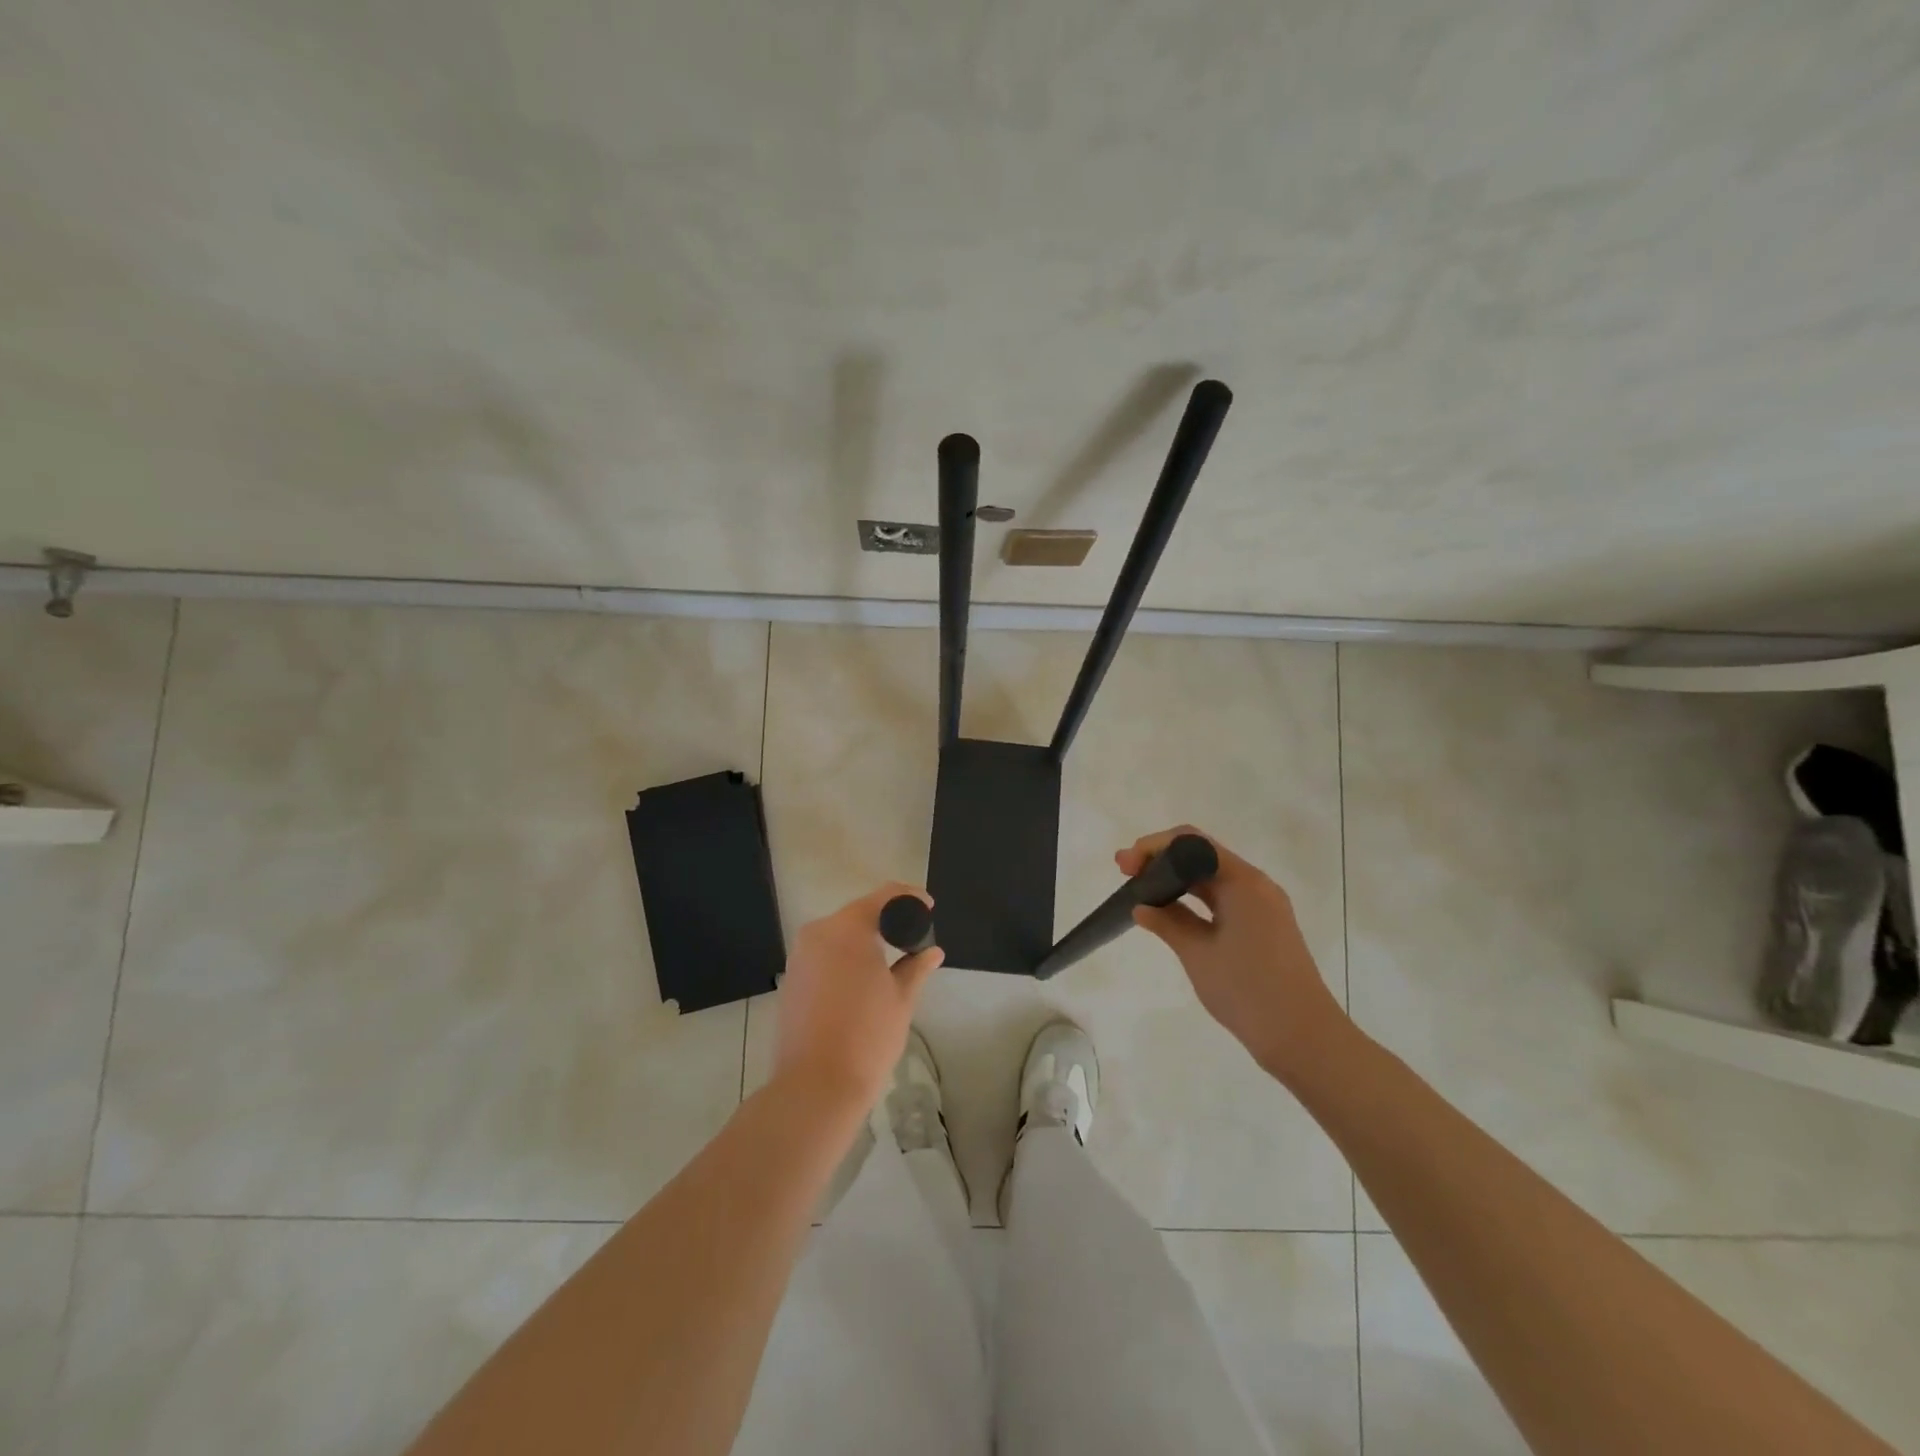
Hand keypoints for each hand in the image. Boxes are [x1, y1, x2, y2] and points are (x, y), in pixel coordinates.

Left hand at [772, 883, 943, 1110]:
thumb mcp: (901, 999)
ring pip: (839, 934)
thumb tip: (933, 952)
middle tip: (913, 938)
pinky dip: (845, 957)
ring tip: (891, 959)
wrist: (815, 1087)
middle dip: (887, 920)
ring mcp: (799, 956)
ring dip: (865, 940)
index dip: (910, 898)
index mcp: (848, 928)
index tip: (929, 908)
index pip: (884, 896)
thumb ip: (917, 967)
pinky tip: (863, 979)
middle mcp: (818, 932)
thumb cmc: (867, 1036)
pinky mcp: (791, 979)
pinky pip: (824, 954)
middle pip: (859, 913)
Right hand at [1119, 826, 1348, 1080]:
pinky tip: (1171, 913)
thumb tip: (1141, 906)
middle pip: (1202, 855)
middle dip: (1161, 860)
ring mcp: (1262, 906)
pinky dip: (1195, 900)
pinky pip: (1223, 899)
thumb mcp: (1198, 954)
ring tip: (1141, 892)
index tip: (1125, 866)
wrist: (1303, 1038)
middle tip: (1125, 874)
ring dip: (1177, 880)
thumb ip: (1168, 923)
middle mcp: (1256, 885)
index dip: (1154, 848)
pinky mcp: (1264, 927)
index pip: (1192, 843)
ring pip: (1212, 878)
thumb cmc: (1248, 990)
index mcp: (1243, 882)